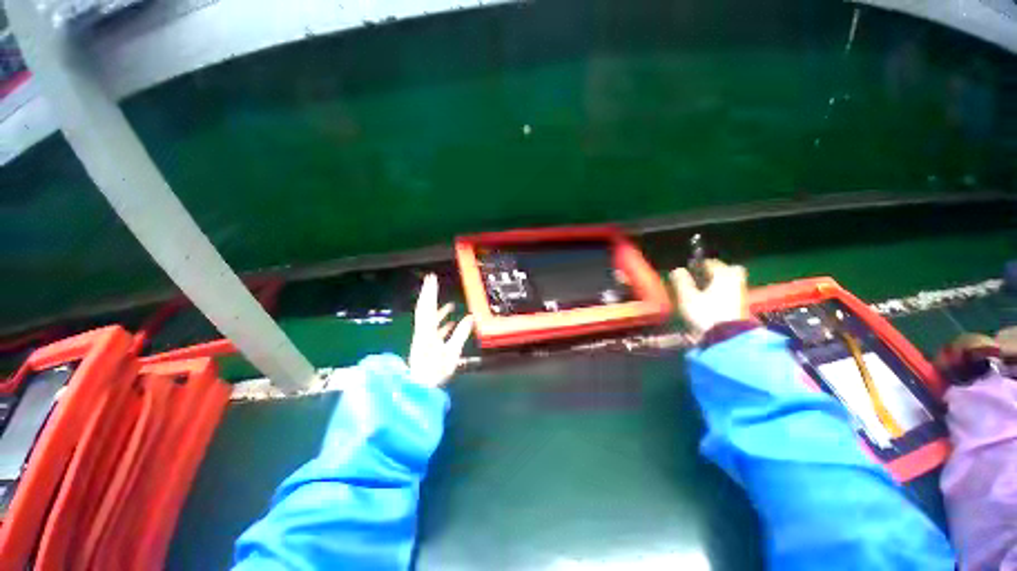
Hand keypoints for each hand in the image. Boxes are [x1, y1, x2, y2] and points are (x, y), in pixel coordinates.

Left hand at [409, 274, 473, 386]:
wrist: (419, 388)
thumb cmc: (435, 371)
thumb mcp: (451, 353)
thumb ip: (460, 334)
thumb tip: (471, 317)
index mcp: (426, 331)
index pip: (428, 307)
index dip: (430, 291)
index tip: (432, 278)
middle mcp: (422, 331)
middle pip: (424, 308)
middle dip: (429, 293)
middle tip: (433, 280)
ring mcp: (422, 338)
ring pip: (428, 318)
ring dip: (437, 308)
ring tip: (449, 304)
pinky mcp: (425, 345)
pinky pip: (432, 329)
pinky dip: (440, 322)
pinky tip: (450, 322)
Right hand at [670, 260, 749, 336]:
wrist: (728, 338)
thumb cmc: (705, 313)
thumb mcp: (687, 296)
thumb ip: (681, 281)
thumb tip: (678, 270)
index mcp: (723, 274)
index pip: (710, 262)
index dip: (697, 265)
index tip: (687, 271)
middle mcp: (735, 280)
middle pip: (727, 270)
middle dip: (714, 272)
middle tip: (700, 278)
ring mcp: (740, 294)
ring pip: (729, 282)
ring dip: (717, 283)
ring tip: (701, 291)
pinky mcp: (741, 307)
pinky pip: (730, 293)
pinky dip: (721, 293)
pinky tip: (710, 302)